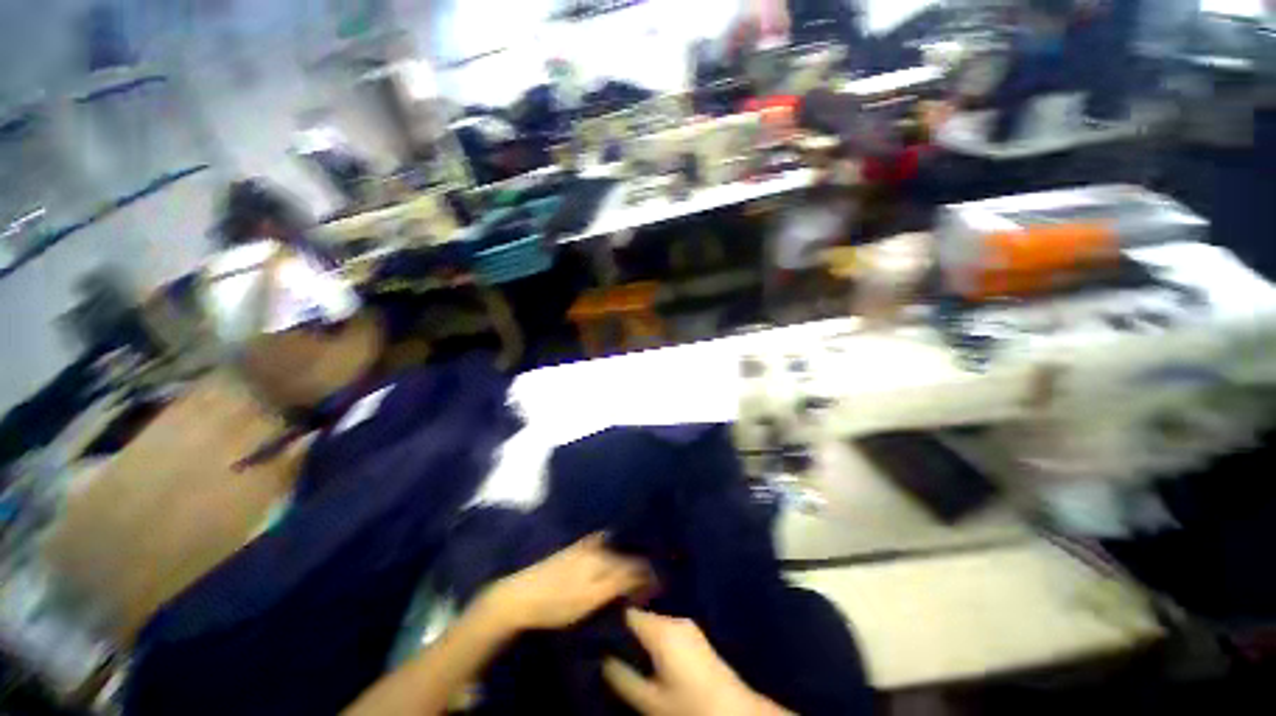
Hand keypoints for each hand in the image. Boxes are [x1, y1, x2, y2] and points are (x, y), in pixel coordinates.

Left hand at [476, 534, 650, 633]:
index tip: (659, 586)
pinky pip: (603, 544)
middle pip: (626, 554)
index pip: (635, 564)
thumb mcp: (590, 599)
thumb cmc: (556, 604)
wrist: (520, 595)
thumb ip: (618, 584)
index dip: (649, 575)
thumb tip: (644, 575)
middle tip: (649, 581)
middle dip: (640, 565)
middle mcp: (598, 546)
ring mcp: (585, 545)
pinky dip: (613, 550)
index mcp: (603, 558)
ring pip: (616, 548)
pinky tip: (614, 558)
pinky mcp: (575, 548)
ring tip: (636, 571)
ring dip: (628, 557)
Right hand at [603, 609, 791, 715]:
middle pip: (641, 616)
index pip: (628, 612)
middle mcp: (674, 619)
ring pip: (654, 623)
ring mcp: (687, 626)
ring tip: (625, 652)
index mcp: (661, 630)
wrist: (735, 712)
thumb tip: (601, 658)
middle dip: (625, 629)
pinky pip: (667, 629)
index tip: (595, 629)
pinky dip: (654, 639)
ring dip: (640, 635)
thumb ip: (622, 678)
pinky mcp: (695, 636)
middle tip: (607, 645)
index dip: (610, 619)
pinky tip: (649, 656)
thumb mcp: (649, 701)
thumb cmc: (689, 706)